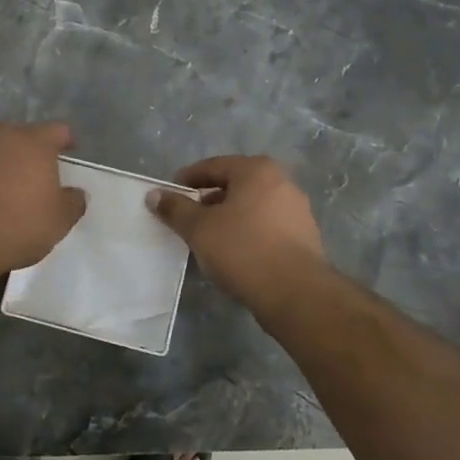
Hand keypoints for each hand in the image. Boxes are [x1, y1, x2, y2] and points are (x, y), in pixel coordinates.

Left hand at [0, 121, 87, 282]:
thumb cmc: (18, 224)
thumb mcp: (59, 220)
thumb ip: (72, 202)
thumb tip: (76, 193)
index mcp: (34, 143)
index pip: (58, 130)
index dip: (66, 140)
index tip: (70, 150)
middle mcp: (2, 138)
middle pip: (22, 136)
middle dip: (31, 151)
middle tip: (38, 173)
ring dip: (2, 165)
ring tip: (7, 190)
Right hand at [147, 155, 327, 311]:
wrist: (295, 293)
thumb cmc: (243, 249)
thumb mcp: (199, 228)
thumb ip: (175, 209)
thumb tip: (154, 194)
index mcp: (257, 171)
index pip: (214, 166)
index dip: (188, 179)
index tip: (171, 193)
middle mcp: (282, 182)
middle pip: (235, 185)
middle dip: (209, 199)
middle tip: (187, 216)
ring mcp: (297, 210)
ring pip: (252, 207)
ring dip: (229, 218)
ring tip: (208, 238)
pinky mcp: (305, 237)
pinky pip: (267, 227)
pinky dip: (247, 233)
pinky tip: (233, 253)